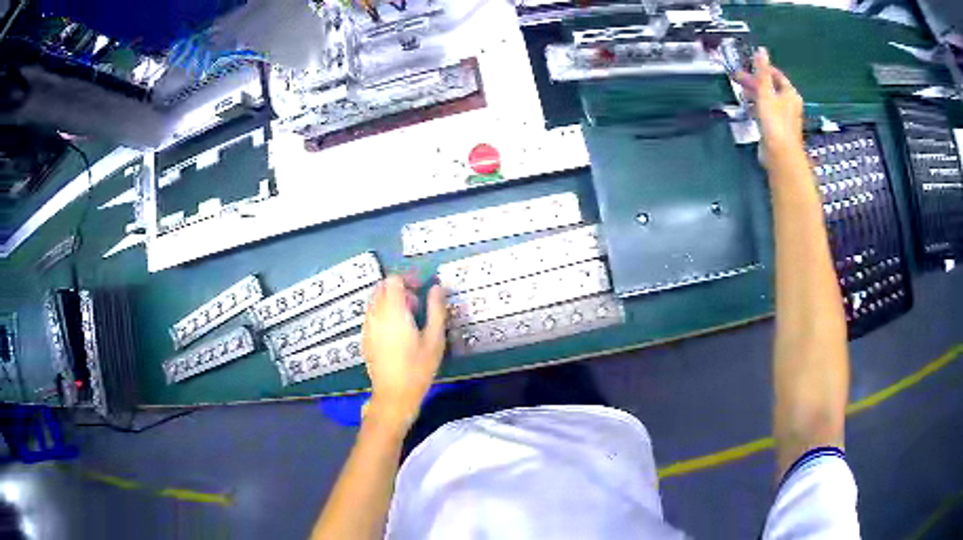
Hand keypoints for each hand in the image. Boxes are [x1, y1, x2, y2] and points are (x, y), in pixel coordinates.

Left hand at [361, 274, 446, 431]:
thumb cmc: (418, 368)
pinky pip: (372, 315)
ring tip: (409, 319)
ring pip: (375, 301)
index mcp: (393, 311)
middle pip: (382, 287)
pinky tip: (397, 332)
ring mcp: (368, 326)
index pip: (393, 280)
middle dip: (399, 289)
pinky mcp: (365, 338)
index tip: (422, 288)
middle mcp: (376, 314)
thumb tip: (436, 287)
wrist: (393, 395)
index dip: (408, 279)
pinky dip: (383, 313)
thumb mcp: (435, 339)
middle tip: (418, 304)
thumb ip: (436, 309)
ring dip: (391, 301)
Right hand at [736, 48, 804, 155]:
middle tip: (737, 78)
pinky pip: (766, 112)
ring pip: (767, 100)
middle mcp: (789, 104)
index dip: (762, 69)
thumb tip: (761, 50)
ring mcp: (784, 117)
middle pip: (771, 87)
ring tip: (740, 92)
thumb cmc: (774, 120)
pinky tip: (747, 108)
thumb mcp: (765, 91)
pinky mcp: (777, 129)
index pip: (776, 75)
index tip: (747, 66)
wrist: (779, 154)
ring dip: (754, 95)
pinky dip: (757, 107)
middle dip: (754, 82)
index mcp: (790, 94)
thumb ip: (762, 71)